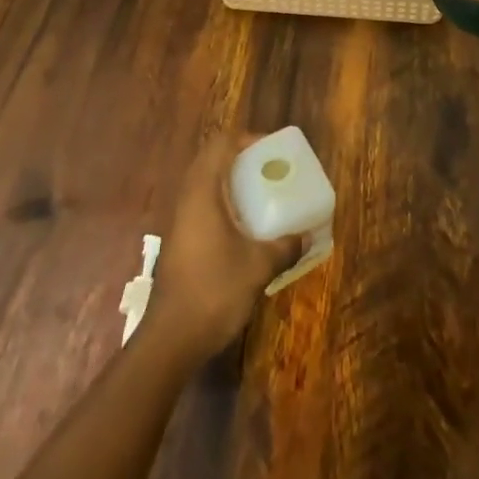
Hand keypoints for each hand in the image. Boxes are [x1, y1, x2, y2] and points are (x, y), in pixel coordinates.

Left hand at [148, 133, 302, 360]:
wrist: (170, 339)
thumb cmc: (214, 290)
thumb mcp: (258, 267)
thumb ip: (284, 247)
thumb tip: (307, 237)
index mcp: (203, 192)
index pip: (220, 144)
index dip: (245, 138)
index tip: (270, 150)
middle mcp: (188, 199)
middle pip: (210, 160)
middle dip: (240, 158)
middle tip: (268, 169)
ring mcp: (180, 221)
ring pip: (204, 185)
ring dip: (230, 182)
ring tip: (260, 194)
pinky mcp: (180, 242)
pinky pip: (202, 206)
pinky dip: (223, 204)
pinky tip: (244, 227)